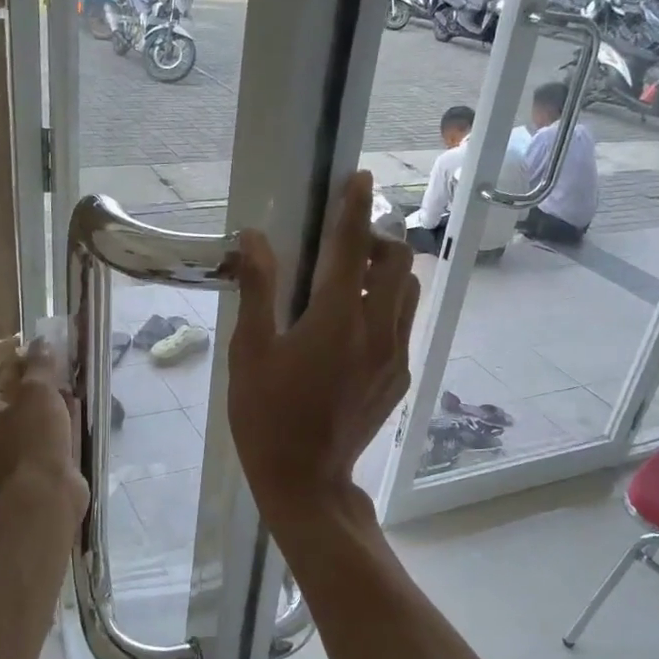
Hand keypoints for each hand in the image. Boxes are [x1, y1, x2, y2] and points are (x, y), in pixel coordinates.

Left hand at [0, 341, 88, 516]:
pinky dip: (65, 423)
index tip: (52, 345)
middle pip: (22, 395)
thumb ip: (40, 365)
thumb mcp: (37, 392)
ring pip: (40, 415)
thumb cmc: (34, 438)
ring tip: (79, 384)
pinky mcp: (41, 463)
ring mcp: (18, 448)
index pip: (5, 373)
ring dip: (58, 402)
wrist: (46, 494)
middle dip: (46, 380)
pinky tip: (81, 413)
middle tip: (69, 365)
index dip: (28, 357)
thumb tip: (41, 343)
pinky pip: (53, 434)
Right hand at [228, 170, 420, 520]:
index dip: (355, 207)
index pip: (352, 246)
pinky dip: (388, 306)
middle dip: (376, 240)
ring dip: (387, 273)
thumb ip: (258, 289)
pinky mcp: (400, 377)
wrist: (307, 480)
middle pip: (398, 261)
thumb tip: (254, 238)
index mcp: (338, 318)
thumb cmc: (267, 417)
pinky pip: (404, 324)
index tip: (360, 178)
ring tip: (352, 283)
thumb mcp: (250, 352)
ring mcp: (395, 355)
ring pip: (409, 291)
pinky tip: (355, 327)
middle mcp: (378, 330)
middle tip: (344, 246)